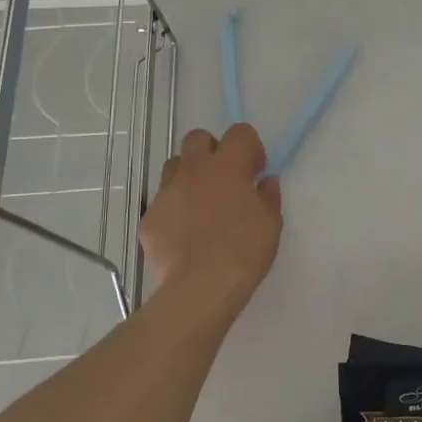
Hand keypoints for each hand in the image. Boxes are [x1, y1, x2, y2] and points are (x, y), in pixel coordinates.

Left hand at [140, 124, 282, 316]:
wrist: (200, 288)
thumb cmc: (244, 251)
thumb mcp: (271, 223)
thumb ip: (268, 196)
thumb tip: (265, 182)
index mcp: (227, 166)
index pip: (240, 133)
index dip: (250, 148)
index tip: (255, 172)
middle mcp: (193, 170)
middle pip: (198, 138)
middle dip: (212, 151)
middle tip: (225, 179)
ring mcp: (166, 193)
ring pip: (174, 166)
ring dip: (189, 176)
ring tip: (201, 204)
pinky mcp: (149, 219)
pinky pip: (162, 203)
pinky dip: (174, 210)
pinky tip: (184, 235)